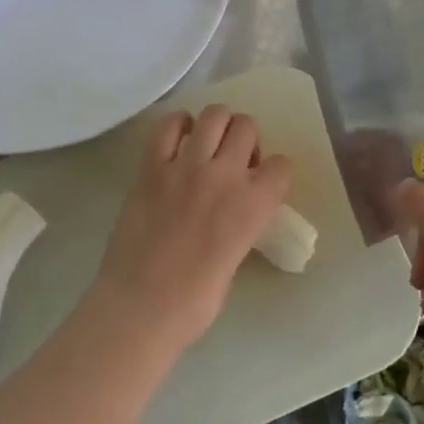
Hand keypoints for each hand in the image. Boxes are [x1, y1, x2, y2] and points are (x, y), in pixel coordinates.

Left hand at [86, 105, 292, 353]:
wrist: (141, 307)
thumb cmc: (195, 301)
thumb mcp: (236, 257)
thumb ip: (241, 223)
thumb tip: (232, 210)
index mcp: (254, 205)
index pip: (282, 165)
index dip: (273, 173)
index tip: (260, 184)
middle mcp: (225, 176)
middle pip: (247, 127)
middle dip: (245, 140)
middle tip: (231, 162)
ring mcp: (186, 167)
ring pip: (214, 115)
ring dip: (217, 126)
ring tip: (207, 146)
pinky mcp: (151, 167)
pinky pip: (167, 126)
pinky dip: (177, 125)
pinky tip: (177, 142)